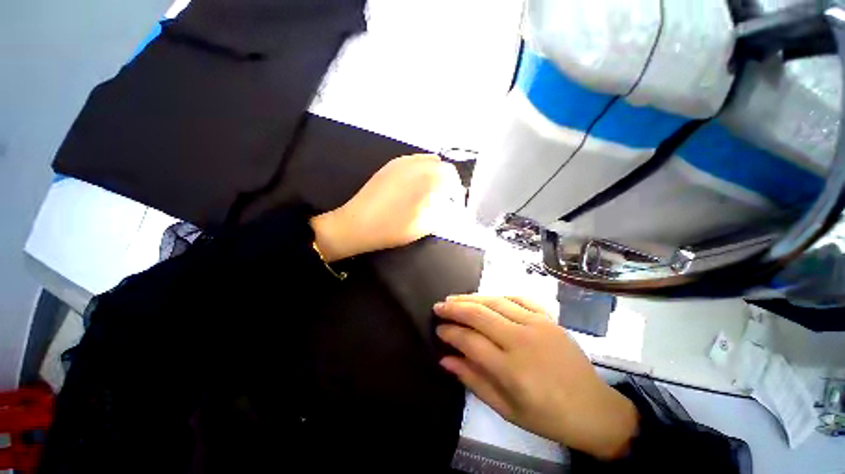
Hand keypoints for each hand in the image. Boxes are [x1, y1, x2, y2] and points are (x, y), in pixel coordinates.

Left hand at [310, 154, 462, 260]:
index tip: (454, 203)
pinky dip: (422, 170)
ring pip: (427, 161)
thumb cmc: (390, 229)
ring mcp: (400, 163)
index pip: (451, 175)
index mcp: (423, 179)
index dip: (456, 190)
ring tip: (434, 191)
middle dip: (448, 180)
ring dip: (436, 174)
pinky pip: (413, 161)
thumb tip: (450, 206)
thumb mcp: (422, 227)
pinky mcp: (389, 167)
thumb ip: (441, 213)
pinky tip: (418, 184)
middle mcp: (413, 165)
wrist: (356, 224)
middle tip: (446, 197)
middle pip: (441, 165)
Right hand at [434, 294, 638, 459]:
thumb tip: (445, 358)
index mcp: (512, 369)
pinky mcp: (548, 318)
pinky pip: (518, 298)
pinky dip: (498, 296)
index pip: (470, 341)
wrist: (594, 409)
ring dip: (471, 298)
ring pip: (495, 301)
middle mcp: (523, 340)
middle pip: (480, 315)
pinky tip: (487, 298)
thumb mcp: (506, 410)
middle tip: (438, 306)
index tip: (438, 329)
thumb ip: (473, 380)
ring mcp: (538, 324)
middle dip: (455, 308)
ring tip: (454, 298)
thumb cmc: (547, 416)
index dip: (450, 332)